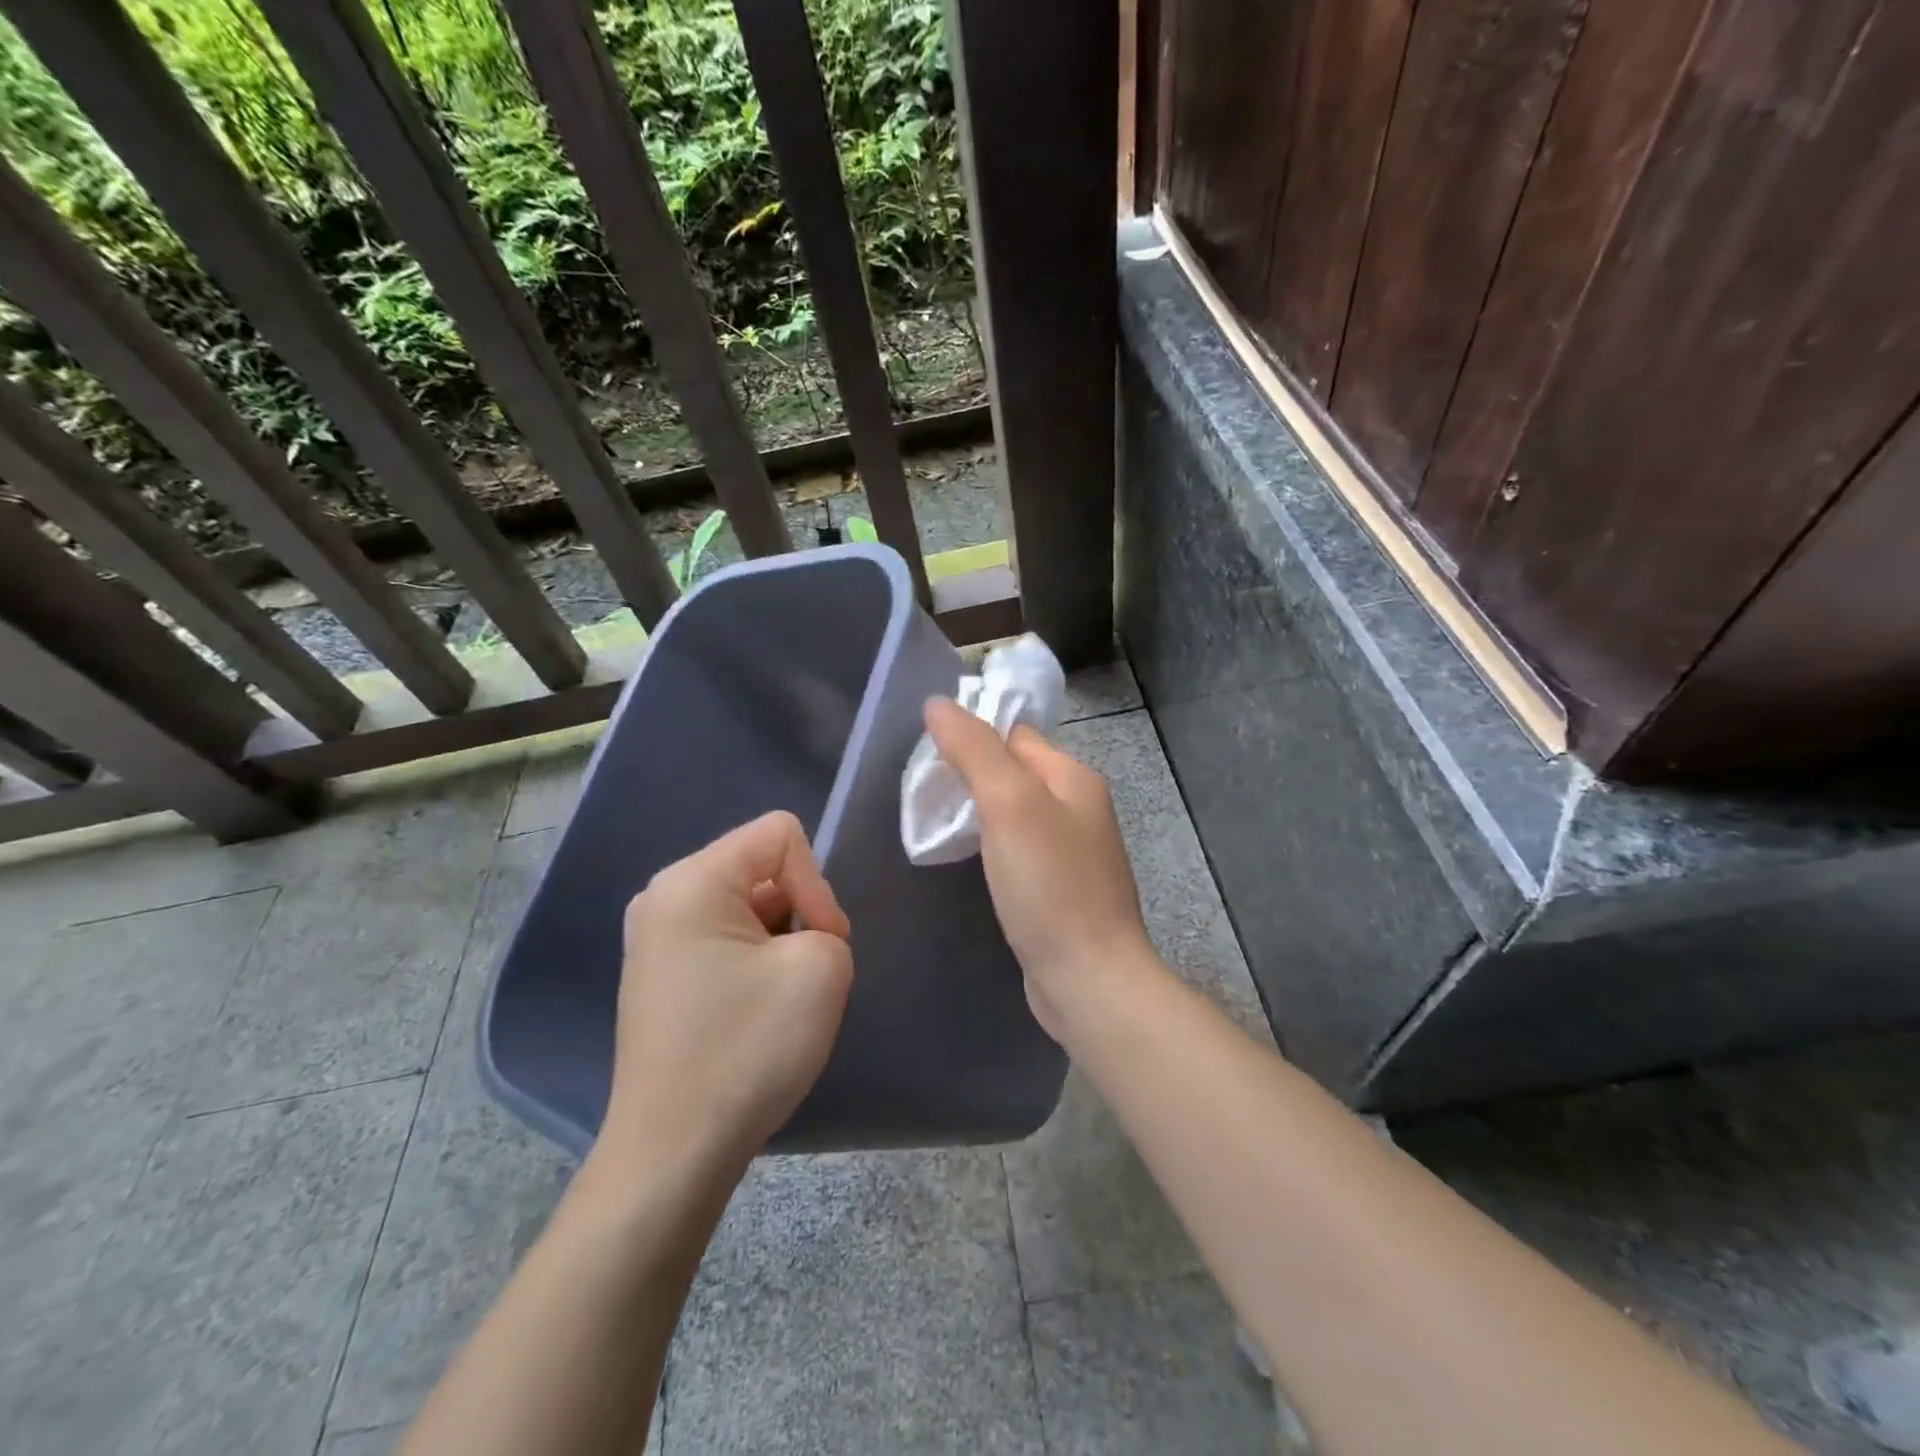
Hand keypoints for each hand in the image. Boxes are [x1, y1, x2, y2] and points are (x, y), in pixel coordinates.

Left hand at [594, 811, 853, 1178]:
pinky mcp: (660, 975)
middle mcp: (663, 896)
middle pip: (761, 866)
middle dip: (798, 910)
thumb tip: (797, 937)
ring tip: (780, 997)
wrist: (672, 1153)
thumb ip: (826, 923)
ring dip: (779, 940)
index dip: (816, 882)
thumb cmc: (747, 1050)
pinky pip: (723, 938)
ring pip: (746, 906)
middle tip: (805, 972)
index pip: (780, 834)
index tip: (822, 943)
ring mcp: (655, 938)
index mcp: (691, 881)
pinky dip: (754, 962)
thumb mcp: (820, 969)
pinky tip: (755, 1012)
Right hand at [923, 698, 1154, 1040]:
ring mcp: (1072, 852)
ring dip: (978, 814)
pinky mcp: (1060, 890)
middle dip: (971, 776)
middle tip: (923, 793)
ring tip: (935, 825)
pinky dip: (991, 849)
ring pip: (1014, 815)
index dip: (972, 736)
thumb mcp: (1009, 805)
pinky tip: (968, 862)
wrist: (1088, 978)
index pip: (1015, 736)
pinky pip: (1019, 852)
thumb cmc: (1049, 884)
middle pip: (1015, 773)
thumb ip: (975, 750)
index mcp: (1073, 778)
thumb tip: (938, 703)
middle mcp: (1078, 808)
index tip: (926, 754)